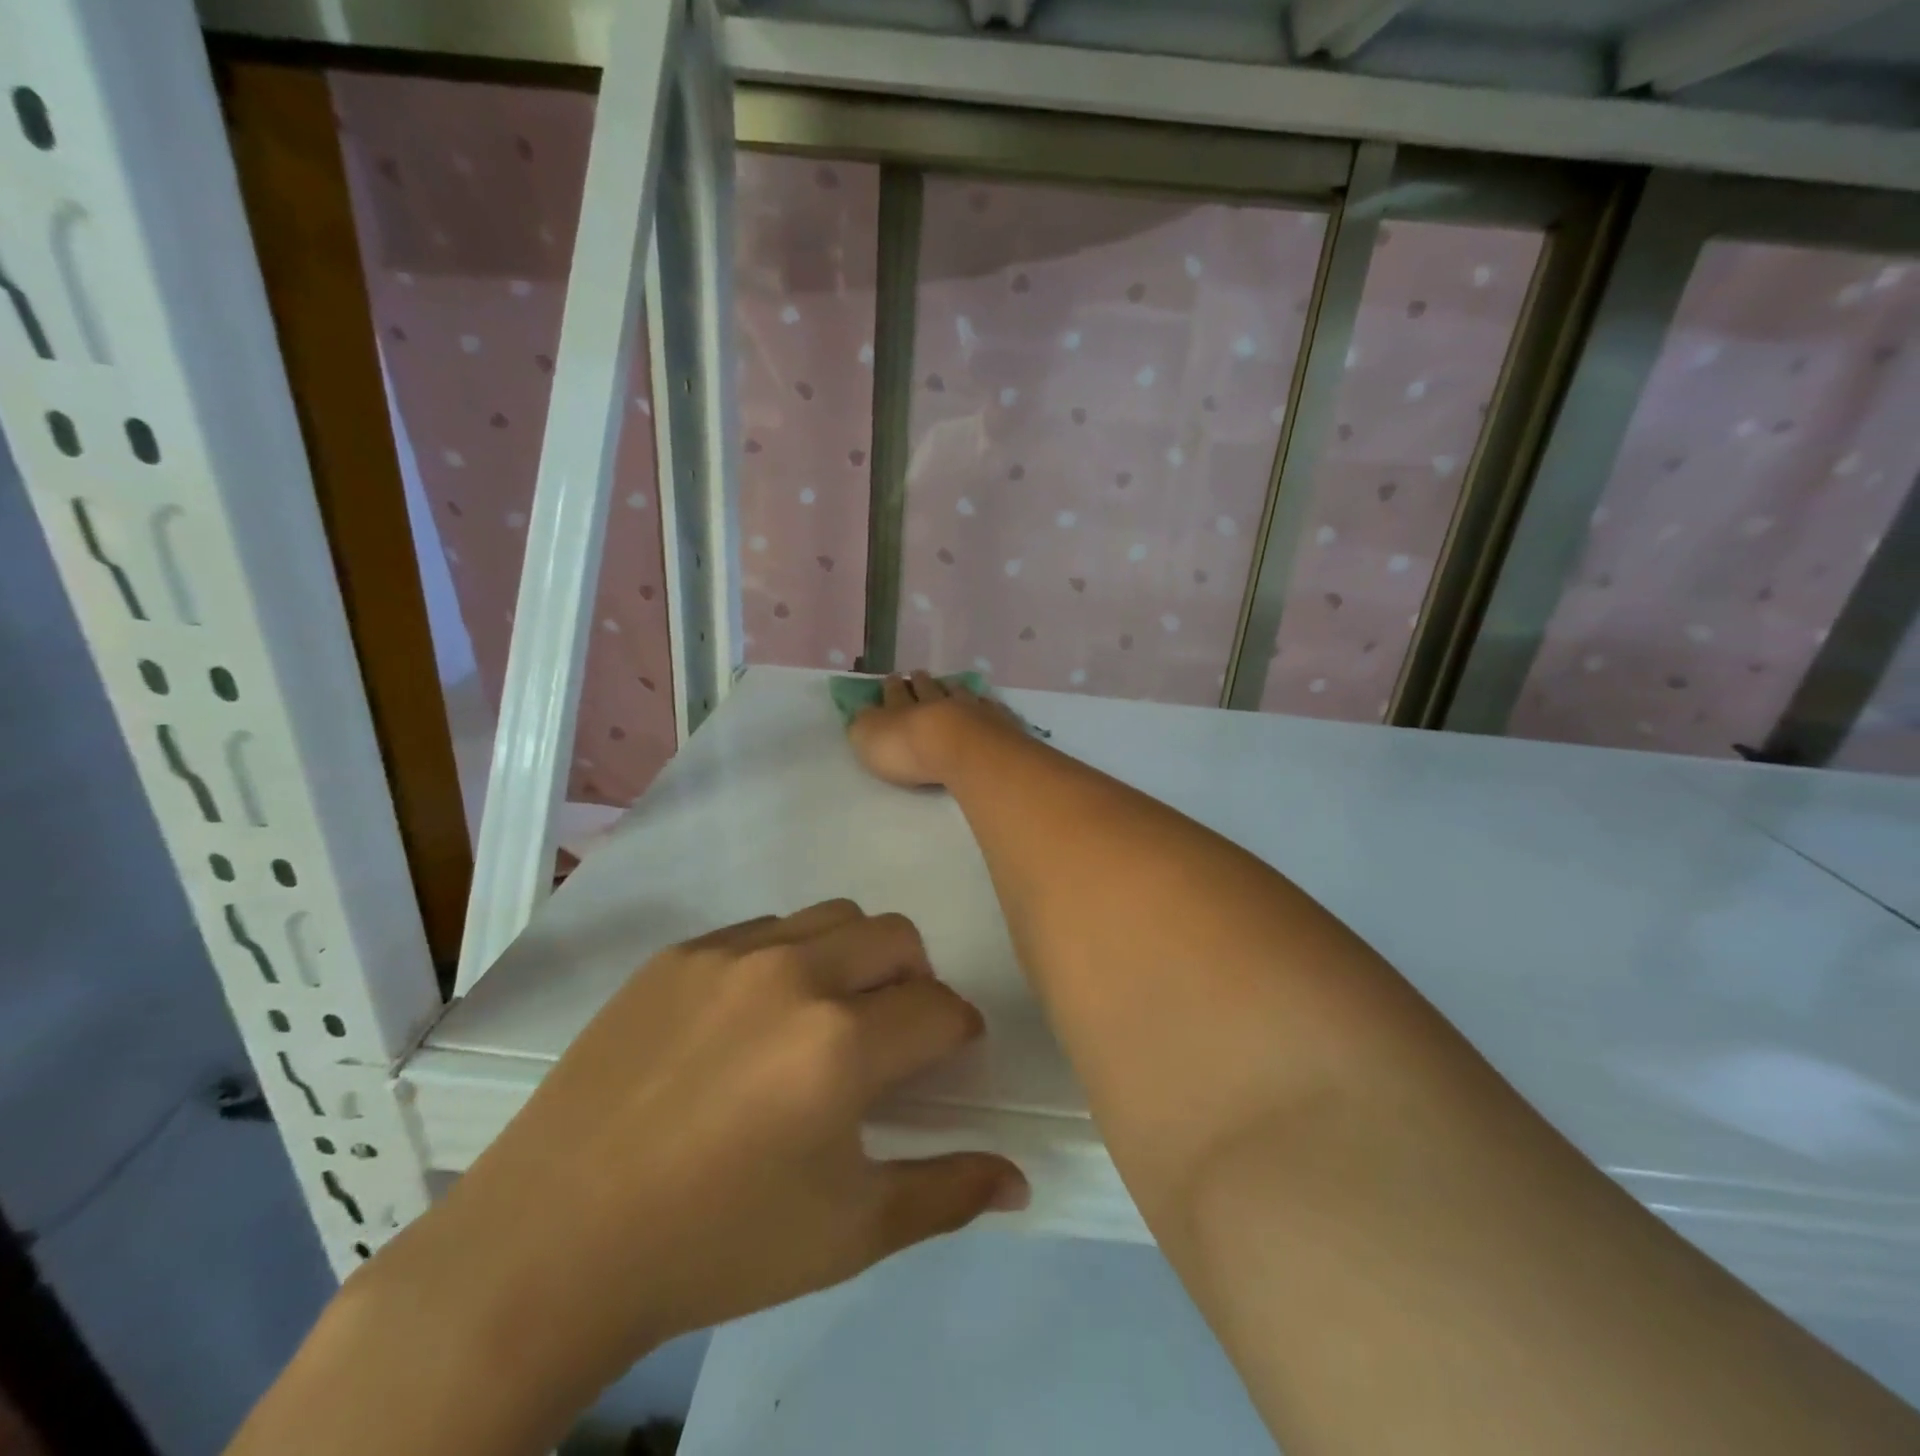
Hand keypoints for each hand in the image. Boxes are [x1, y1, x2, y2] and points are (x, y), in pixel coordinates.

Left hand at [377, 902, 1026, 1398]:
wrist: (551, 1244)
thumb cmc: (715, 1247)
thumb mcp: (848, 1234)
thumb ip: (946, 1194)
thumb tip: (1020, 1179)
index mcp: (841, 1044)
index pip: (941, 1007)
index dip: (958, 1034)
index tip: (947, 1059)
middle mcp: (793, 975)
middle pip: (897, 936)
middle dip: (916, 979)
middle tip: (892, 1033)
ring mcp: (729, 954)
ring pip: (832, 916)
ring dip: (854, 957)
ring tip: (824, 1017)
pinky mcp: (677, 953)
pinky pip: (762, 930)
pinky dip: (786, 959)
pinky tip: (752, 1021)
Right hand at [848, 670, 1022, 787]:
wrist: (961, 749)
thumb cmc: (908, 749)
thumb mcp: (869, 739)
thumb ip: (864, 725)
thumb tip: (862, 713)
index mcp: (901, 708)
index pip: (893, 693)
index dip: (891, 687)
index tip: (892, 677)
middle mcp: (935, 702)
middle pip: (927, 689)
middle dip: (920, 682)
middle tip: (919, 674)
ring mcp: (969, 709)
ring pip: (959, 693)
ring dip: (952, 687)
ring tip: (951, 683)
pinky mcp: (997, 721)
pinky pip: (989, 708)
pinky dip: (985, 704)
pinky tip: (986, 703)